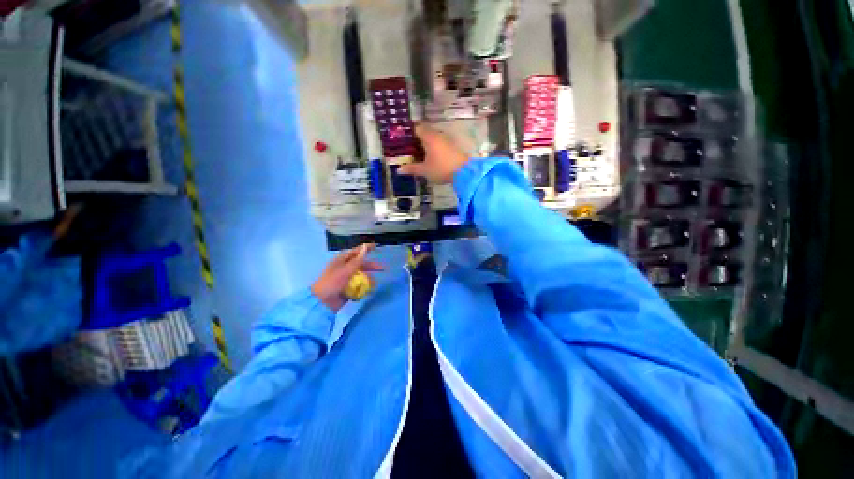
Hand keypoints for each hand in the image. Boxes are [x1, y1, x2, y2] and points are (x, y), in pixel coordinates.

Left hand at [311, 244, 383, 311]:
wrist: (322, 302)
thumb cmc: (333, 282)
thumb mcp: (346, 270)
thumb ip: (358, 260)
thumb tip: (365, 247)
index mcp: (341, 261)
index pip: (355, 252)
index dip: (365, 248)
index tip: (375, 246)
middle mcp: (344, 268)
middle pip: (360, 264)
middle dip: (371, 266)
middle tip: (382, 268)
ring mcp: (346, 279)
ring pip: (361, 276)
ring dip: (368, 278)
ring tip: (373, 284)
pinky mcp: (347, 288)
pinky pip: (358, 285)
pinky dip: (363, 287)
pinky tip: (368, 290)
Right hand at [398, 124, 469, 183]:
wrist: (465, 172)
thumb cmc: (441, 168)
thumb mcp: (424, 170)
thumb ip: (412, 168)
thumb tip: (399, 169)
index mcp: (429, 137)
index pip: (416, 127)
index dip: (408, 131)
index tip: (401, 137)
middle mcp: (438, 135)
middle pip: (424, 132)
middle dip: (416, 139)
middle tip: (407, 148)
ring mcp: (446, 140)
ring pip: (432, 138)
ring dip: (425, 144)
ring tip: (417, 154)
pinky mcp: (452, 147)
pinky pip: (439, 144)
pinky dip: (433, 148)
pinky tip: (430, 158)